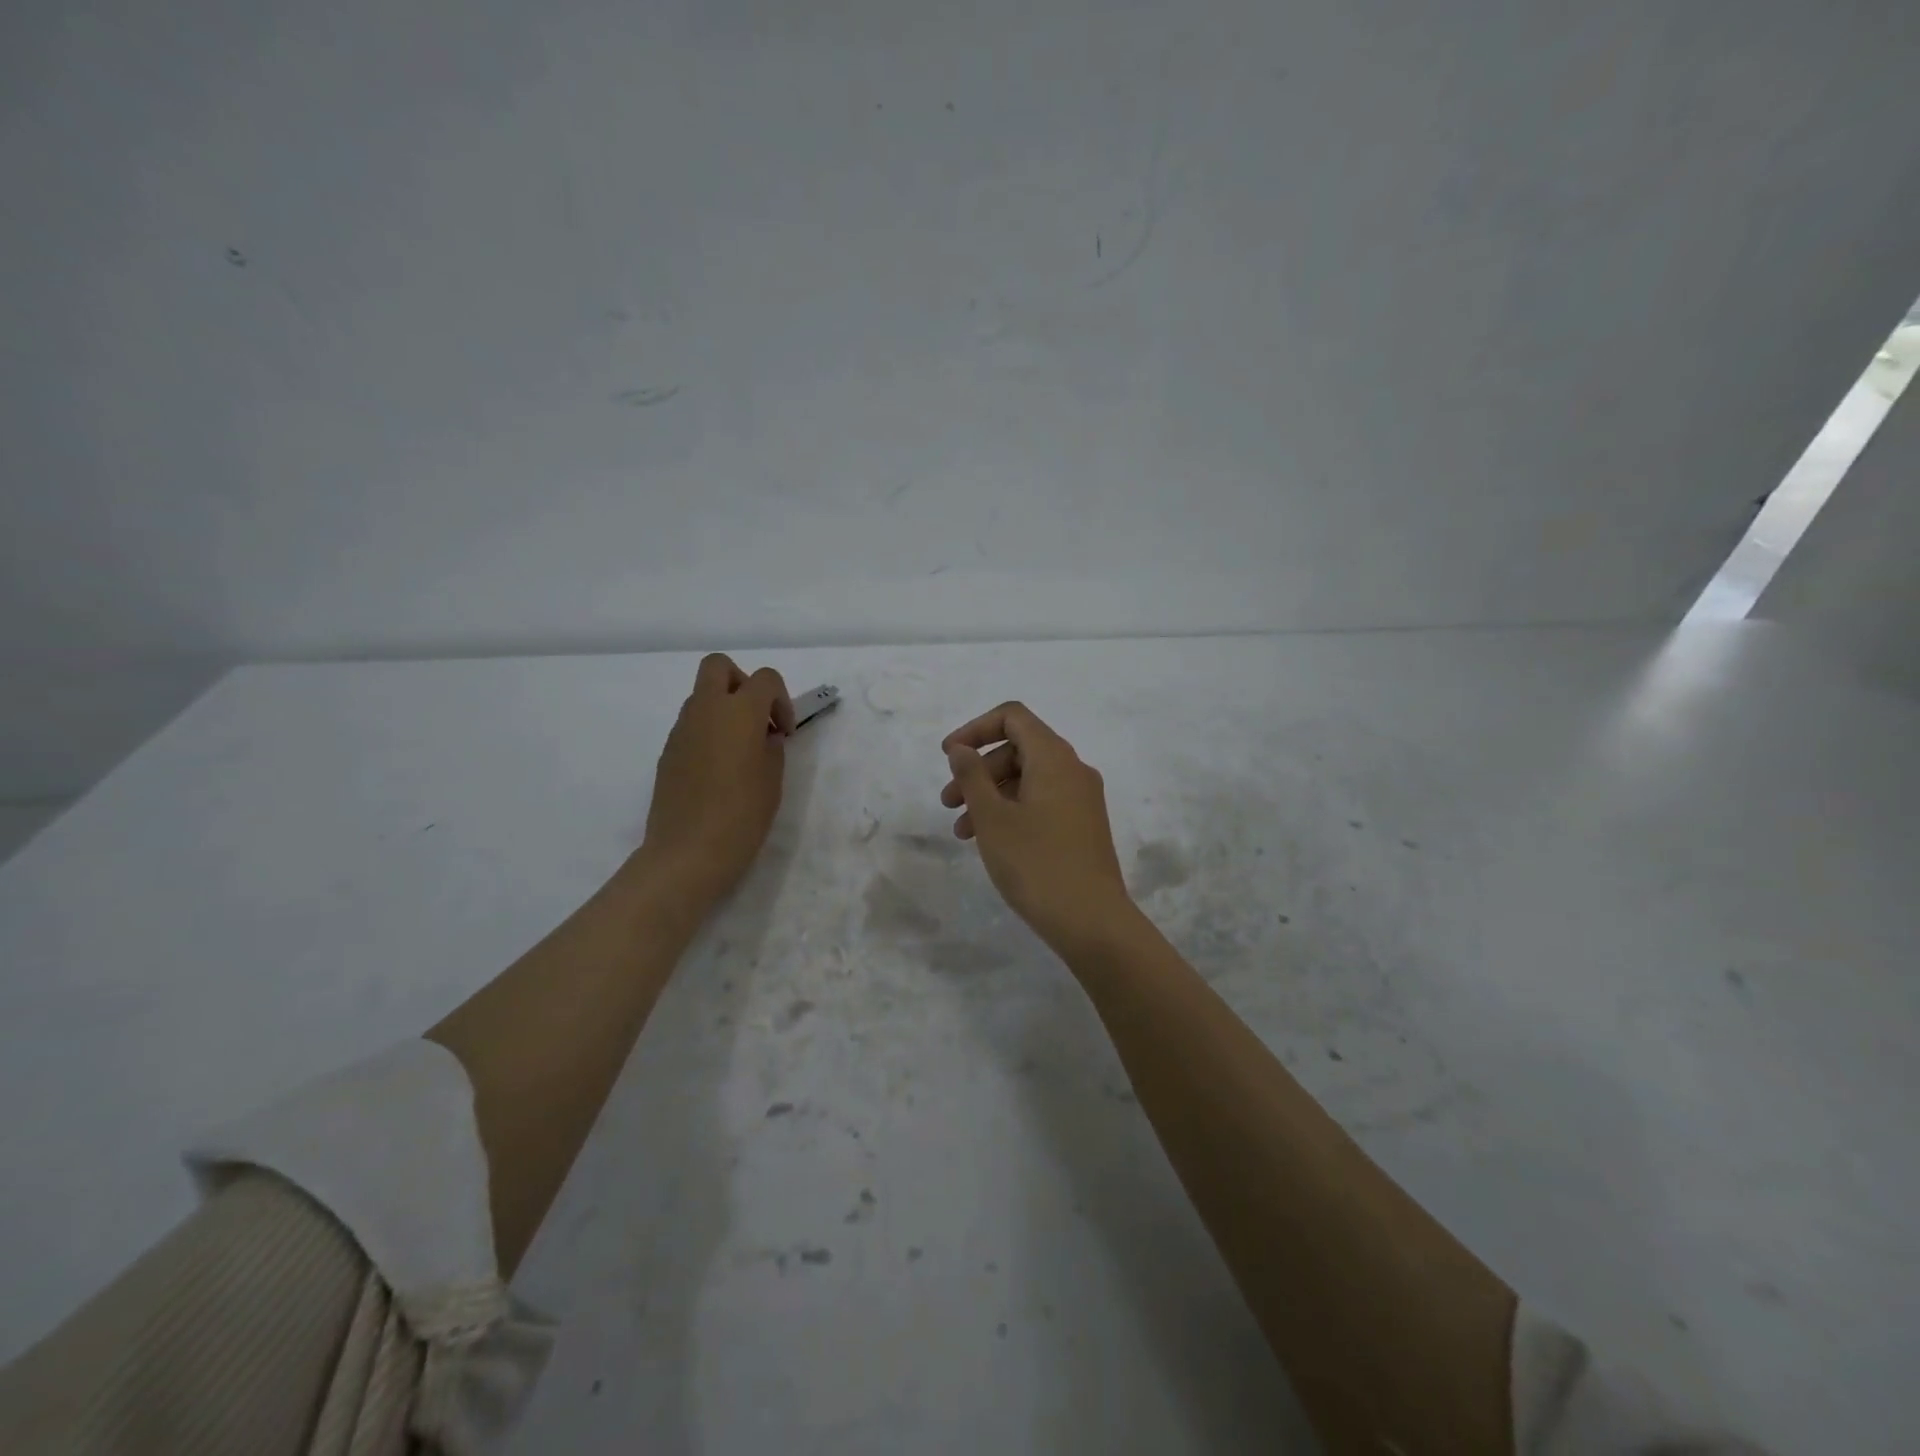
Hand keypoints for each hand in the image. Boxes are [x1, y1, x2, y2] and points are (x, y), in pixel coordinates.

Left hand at [638, 653, 793, 905]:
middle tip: (756, 718)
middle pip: (719, 667)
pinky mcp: (668, 752)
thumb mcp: (773, 779)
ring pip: (702, 697)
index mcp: (738, 712)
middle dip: (742, 683)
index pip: (764, 678)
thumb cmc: (742, 815)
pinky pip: (691, 725)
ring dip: (724, 710)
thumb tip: (764, 735)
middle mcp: (705, 710)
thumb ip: (772, 746)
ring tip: (740, 751)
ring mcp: (681, 730)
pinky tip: (719, 770)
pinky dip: (708, 732)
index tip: (784, 733)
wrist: (688, 852)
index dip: (781, 700)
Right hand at [939, 701, 1135, 959]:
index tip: (948, 756)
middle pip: (1018, 748)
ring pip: (1028, 778)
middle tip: (948, 801)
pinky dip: (1012, 810)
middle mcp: (1073, 770)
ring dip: (991, 794)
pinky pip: (1042, 801)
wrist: (1093, 922)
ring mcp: (1082, 799)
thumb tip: (961, 748)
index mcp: (1054, 758)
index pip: (1013, 717)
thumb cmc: (1036, 864)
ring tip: (961, 831)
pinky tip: (990, 841)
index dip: (975, 729)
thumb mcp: (993, 818)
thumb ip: (972, 776)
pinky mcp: (1083, 825)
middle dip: (978, 769)